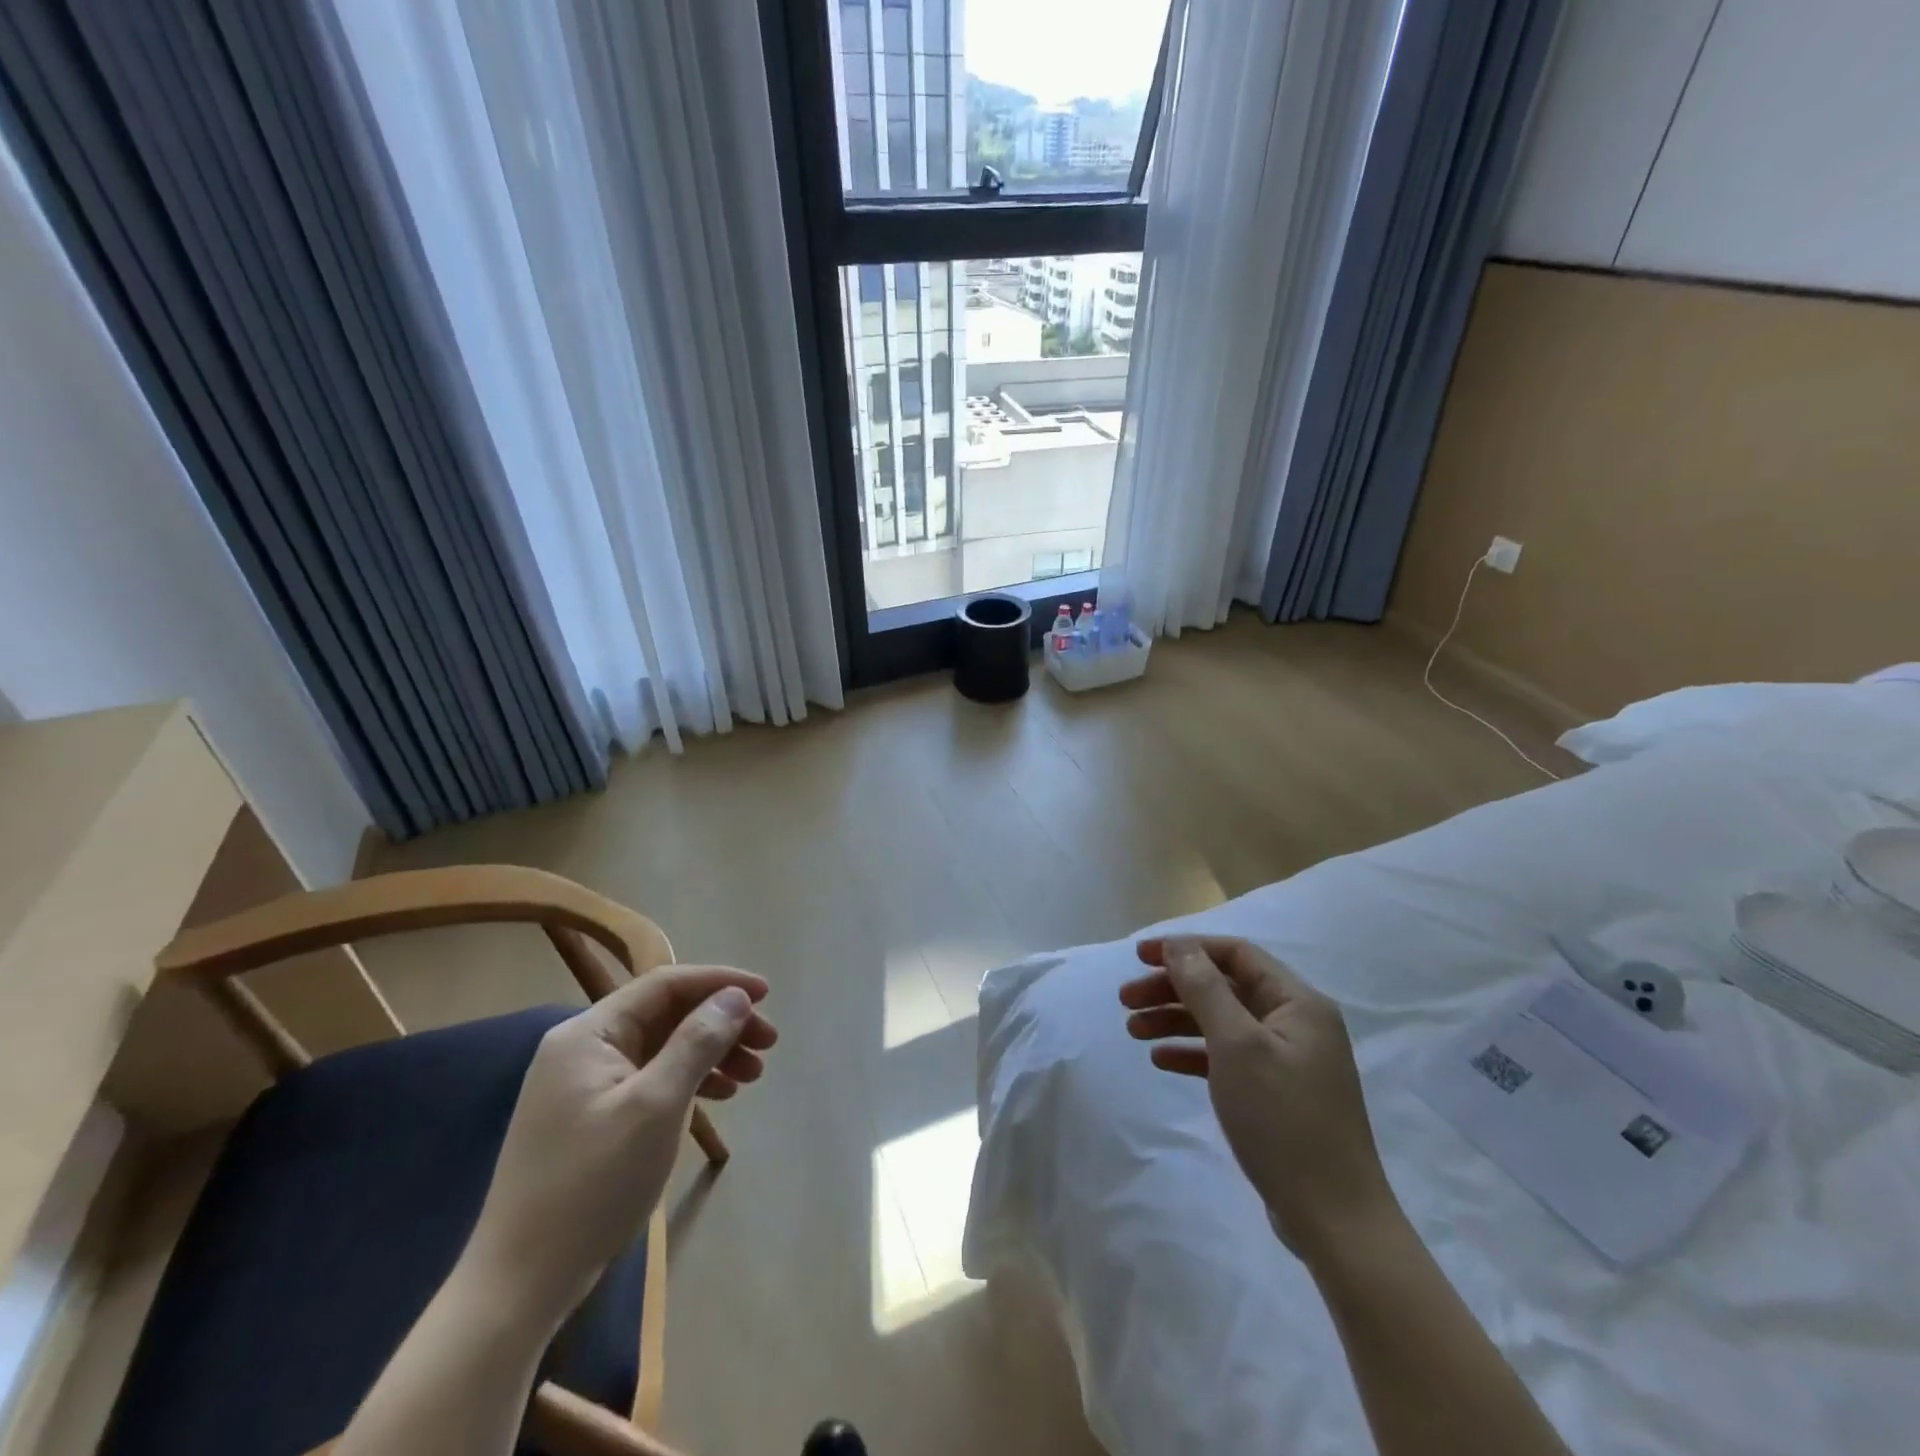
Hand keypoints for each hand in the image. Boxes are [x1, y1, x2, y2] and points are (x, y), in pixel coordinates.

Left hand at [464, 965, 777, 1322]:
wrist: (519, 1286)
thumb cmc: (592, 1185)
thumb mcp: (655, 1106)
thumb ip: (697, 1042)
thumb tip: (735, 997)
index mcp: (589, 1034)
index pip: (664, 985)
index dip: (719, 982)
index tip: (767, 994)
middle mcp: (584, 1049)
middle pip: (666, 1015)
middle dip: (721, 1023)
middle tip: (769, 1043)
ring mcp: (585, 1085)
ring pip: (663, 1048)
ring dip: (711, 1052)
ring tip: (754, 1074)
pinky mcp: (592, 1118)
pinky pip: (651, 1079)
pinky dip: (689, 1081)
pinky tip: (721, 1095)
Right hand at [1119, 936, 1397, 1263]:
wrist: (1334, 1220)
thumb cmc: (1284, 1120)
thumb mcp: (1238, 1046)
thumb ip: (1206, 989)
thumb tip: (1180, 946)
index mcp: (1297, 1002)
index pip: (1235, 954)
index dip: (1186, 948)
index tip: (1140, 957)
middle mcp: (1295, 1023)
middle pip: (1224, 986)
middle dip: (1173, 987)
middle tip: (1126, 999)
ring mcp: (1286, 1060)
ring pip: (1221, 1022)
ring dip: (1176, 1019)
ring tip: (1132, 1029)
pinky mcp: (1275, 1093)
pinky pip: (1226, 1057)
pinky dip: (1193, 1053)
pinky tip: (1160, 1059)